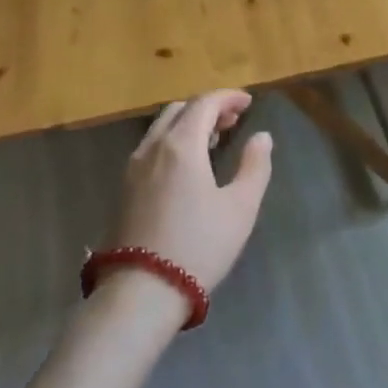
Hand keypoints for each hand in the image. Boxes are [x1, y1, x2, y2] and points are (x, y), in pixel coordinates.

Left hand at [114, 91, 273, 300]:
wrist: (143, 290)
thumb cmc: (199, 245)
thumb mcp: (240, 207)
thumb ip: (255, 166)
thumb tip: (262, 137)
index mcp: (181, 145)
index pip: (204, 103)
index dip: (228, 97)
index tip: (248, 102)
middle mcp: (153, 147)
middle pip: (179, 110)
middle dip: (208, 107)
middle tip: (233, 119)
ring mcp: (134, 167)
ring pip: (161, 128)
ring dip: (188, 123)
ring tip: (213, 139)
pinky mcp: (125, 188)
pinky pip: (151, 147)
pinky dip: (172, 141)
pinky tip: (187, 164)